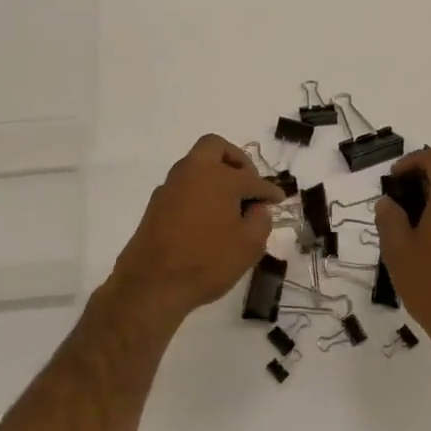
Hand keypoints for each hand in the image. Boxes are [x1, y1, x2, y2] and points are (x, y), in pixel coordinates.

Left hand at [105, 136, 284, 324]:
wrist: (152, 282)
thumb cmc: (207, 262)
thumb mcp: (249, 246)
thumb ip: (261, 220)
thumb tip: (257, 208)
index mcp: (220, 177)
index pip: (252, 178)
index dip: (269, 190)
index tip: (278, 199)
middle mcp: (194, 171)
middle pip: (215, 147)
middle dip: (236, 160)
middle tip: (248, 183)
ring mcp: (171, 184)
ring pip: (196, 164)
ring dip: (214, 174)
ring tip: (229, 203)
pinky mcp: (157, 202)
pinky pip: (184, 184)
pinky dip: (199, 190)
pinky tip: (207, 216)